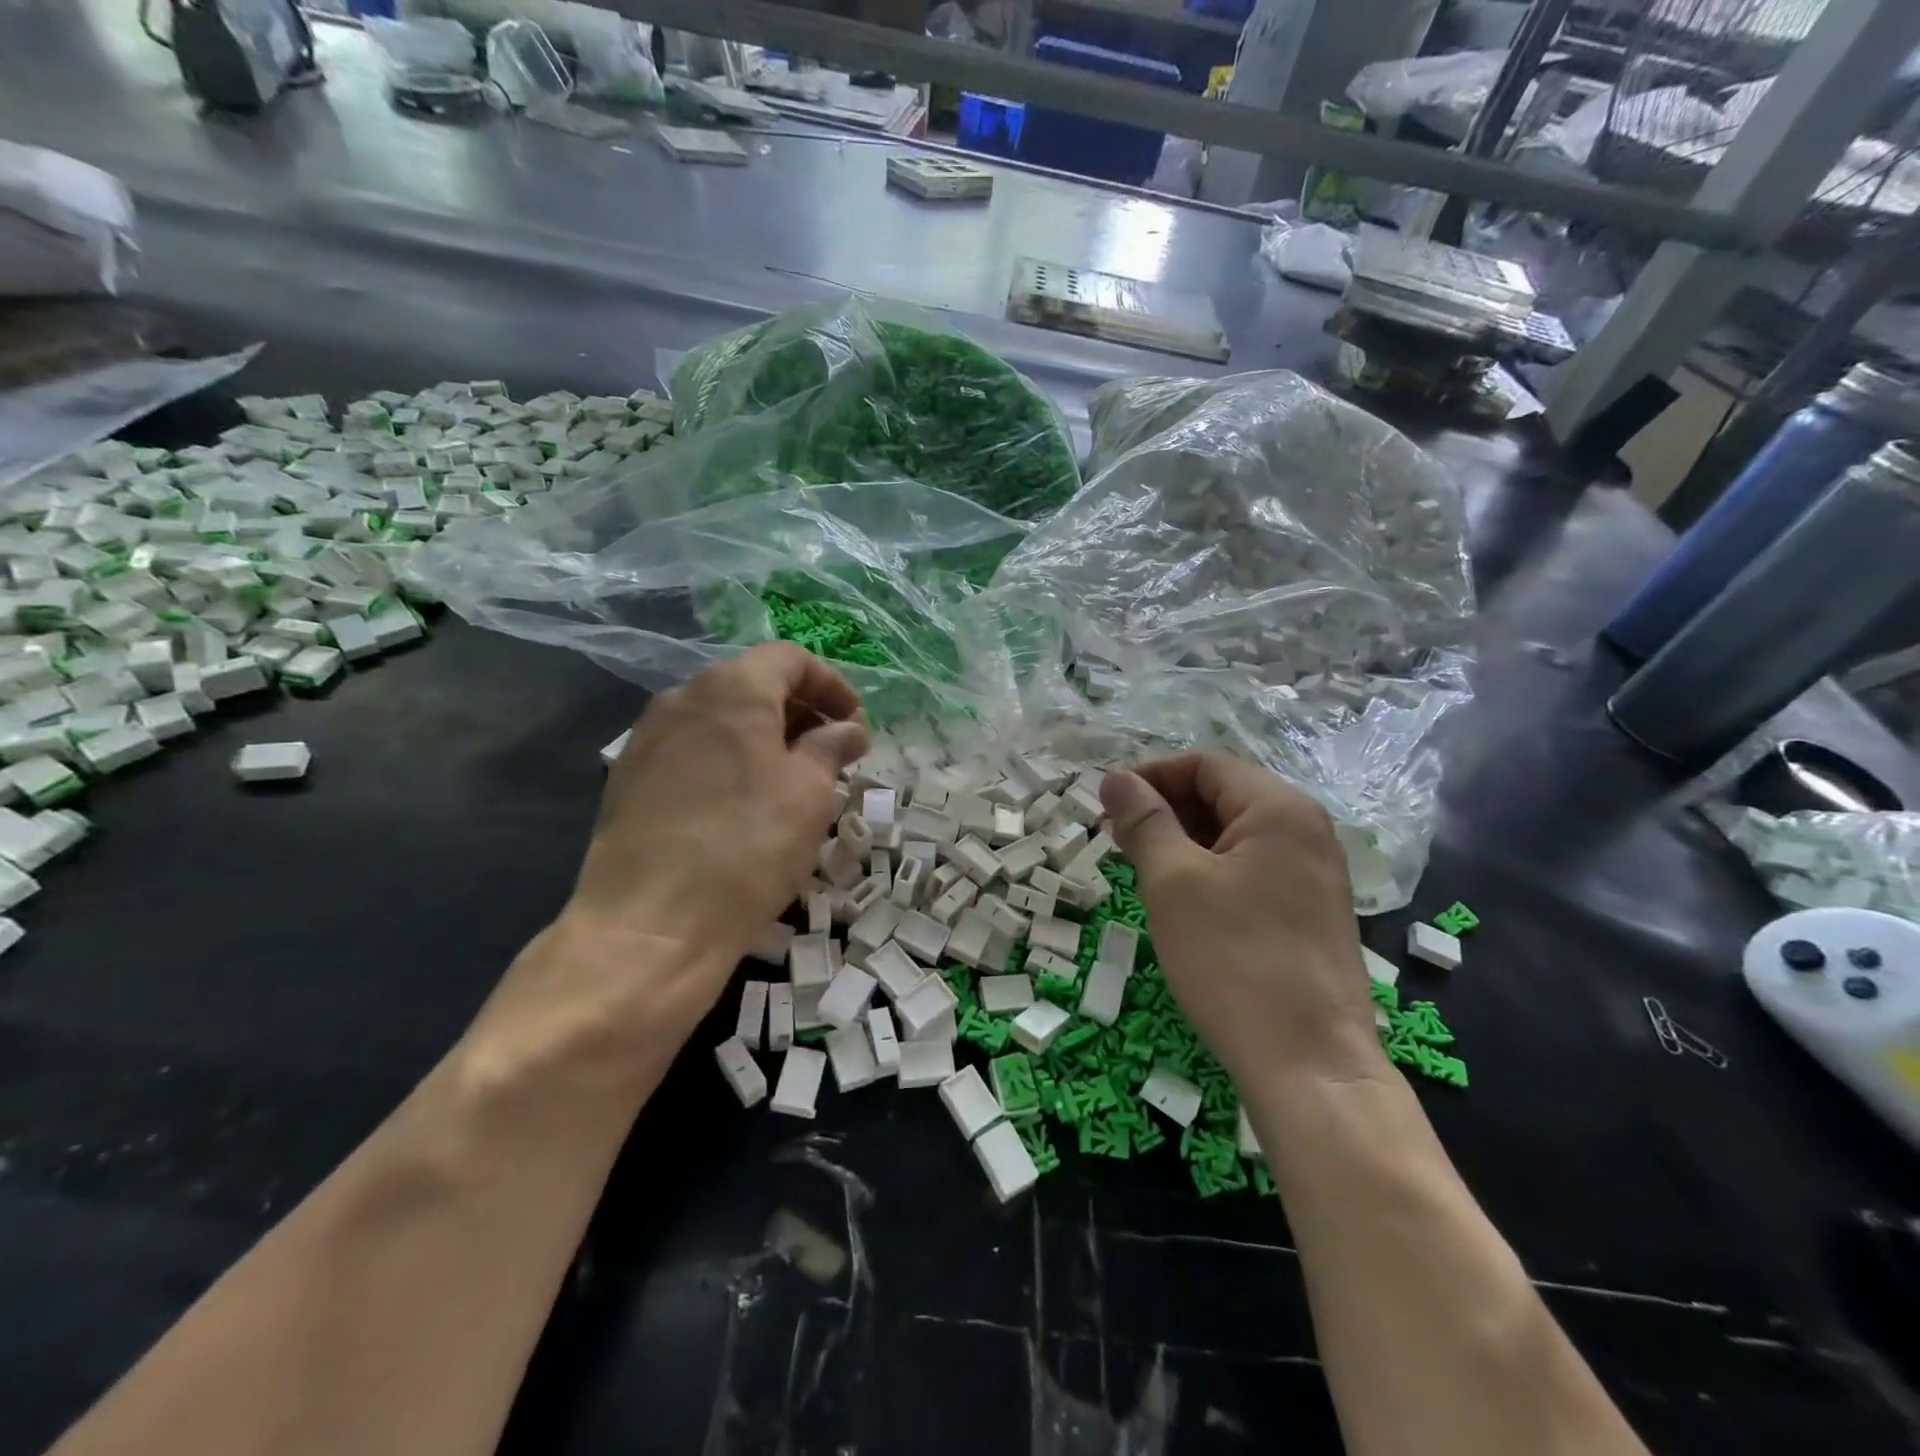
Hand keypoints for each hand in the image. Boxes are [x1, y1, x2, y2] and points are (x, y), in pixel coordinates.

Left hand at [572, 643, 867, 958]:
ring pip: (720, 720)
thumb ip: (831, 747)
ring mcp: (648, 738)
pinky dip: (729, 760)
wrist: (650, 923)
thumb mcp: (810, 793)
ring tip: (794, 781)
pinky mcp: (629, 778)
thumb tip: (848, 729)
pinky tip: (745, 804)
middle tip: (833, 754)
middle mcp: (682, 698)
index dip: (831, 684)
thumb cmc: (748, 846)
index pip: (789, 659)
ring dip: (765, 738)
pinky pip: (692, 751)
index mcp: (731, 688)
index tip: (855, 723)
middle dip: (800, 712)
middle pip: (751, 685)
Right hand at [1101, 753, 1386, 1086]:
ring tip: (1143, 870)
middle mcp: (1307, 830)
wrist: (1309, 1063)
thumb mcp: (1174, 882)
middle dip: (1165, 809)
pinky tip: (1182, 900)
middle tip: (1118, 841)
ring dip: (1184, 841)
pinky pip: (1253, 868)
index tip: (1106, 804)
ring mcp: (1315, 873)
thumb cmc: (1233, 959)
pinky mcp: (1312, 911)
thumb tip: (1116, 778)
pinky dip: (1211, 870)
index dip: (1151, 776)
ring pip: (1236, 835)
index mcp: (1279, 808)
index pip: (1205, 765)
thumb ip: (1144, 822)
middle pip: (1223, 795)